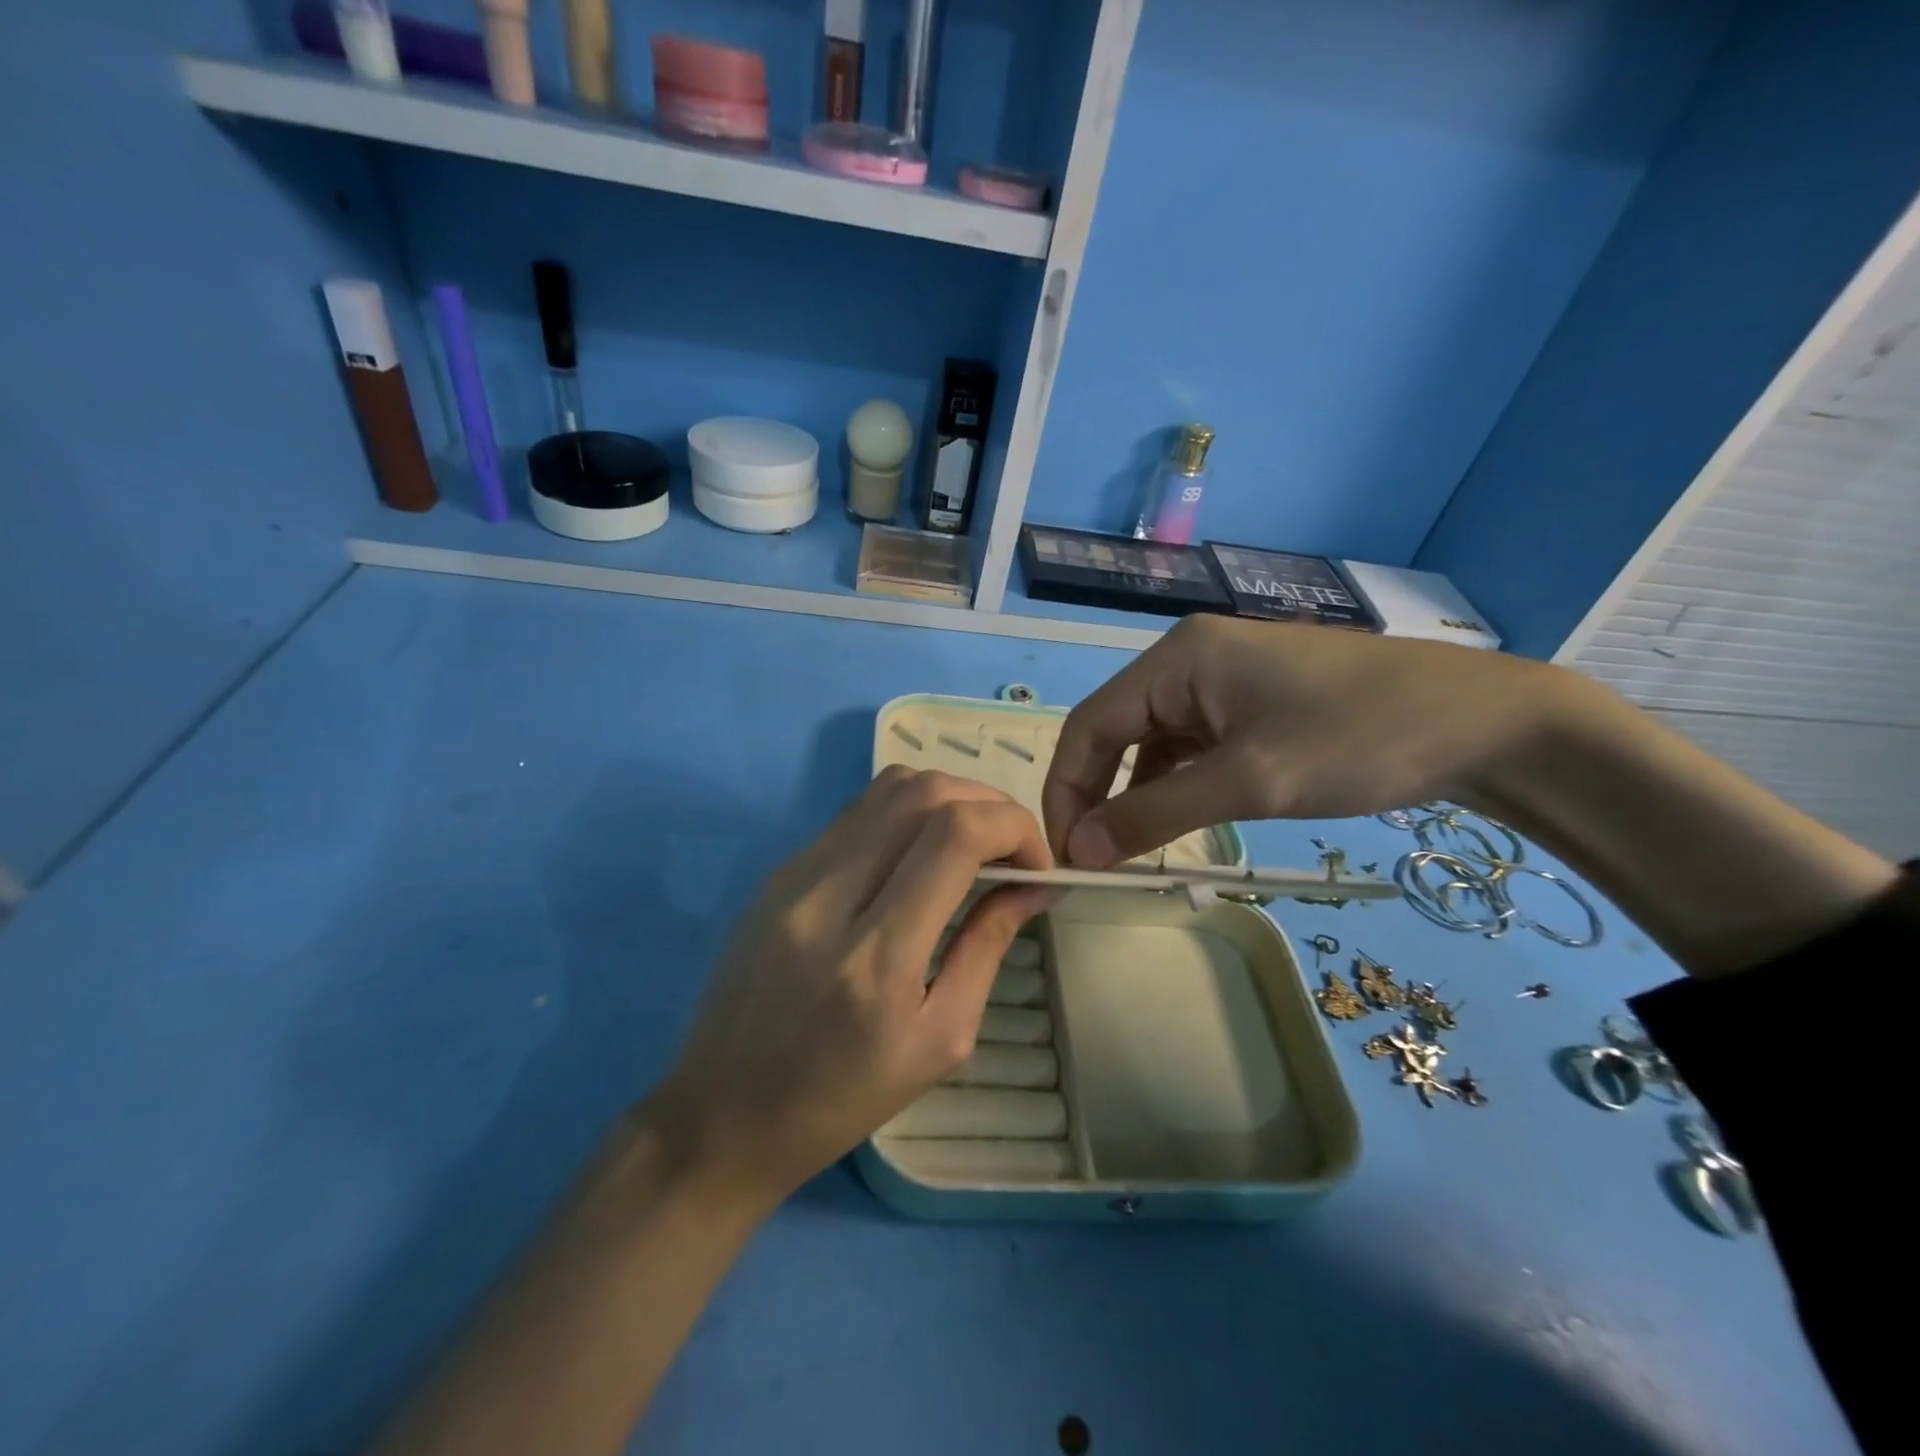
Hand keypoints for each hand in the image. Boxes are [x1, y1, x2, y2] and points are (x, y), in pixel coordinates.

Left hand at [649, 768, 1054, 1206]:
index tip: (1037, 864)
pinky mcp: (779, 872)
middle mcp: (829, 896)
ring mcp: (794, 875)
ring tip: (973, 844)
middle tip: (1013, 849)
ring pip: (886, 789)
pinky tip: (920, 856)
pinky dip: (906, 815)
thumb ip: (987, 947)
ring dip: (947, 799)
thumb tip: (1035, 886)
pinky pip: (856, 814)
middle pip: (922, 792)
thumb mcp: (939, 1040)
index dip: (1013, 827)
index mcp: (876, 956)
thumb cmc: (842, 1097)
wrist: (724, 1113)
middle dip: (987, 803)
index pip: (954, 834)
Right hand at [1042, 615, 1568, 867]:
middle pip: (1115, 732)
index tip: (1065, 853)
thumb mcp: (1250, 781)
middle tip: (1093, 861)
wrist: (1483, 723)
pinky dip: (1174, 787)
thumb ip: (1155, 814)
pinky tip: (1179, 822)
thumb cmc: (1359, 738)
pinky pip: (1189, 748)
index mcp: (1176, 659)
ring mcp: (1221, 682)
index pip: (1090, 724)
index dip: (1067, 790)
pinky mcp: (1250, 705)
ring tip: (1131, 851)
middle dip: (1097, 796)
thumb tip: (1080, 851)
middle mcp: (1188, 661)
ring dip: (1135, 796)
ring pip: (1151, 744)